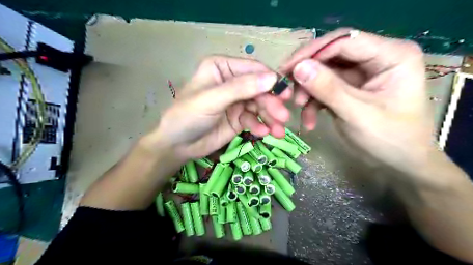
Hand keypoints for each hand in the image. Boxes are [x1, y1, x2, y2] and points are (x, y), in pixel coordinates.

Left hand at [147, 55, 290, 159]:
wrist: (177, 145)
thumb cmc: (188, 116)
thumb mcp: (212, 99)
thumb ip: (241, 88)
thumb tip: (273, 78)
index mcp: (222, 68)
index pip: (253, 69)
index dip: (271, 80)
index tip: (286, 94)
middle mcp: (232, 81)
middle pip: (259, 89)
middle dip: (271, 104)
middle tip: (283, 117)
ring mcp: (237, 101)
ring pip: (260, 106)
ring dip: (270, 118)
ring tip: (278, 131)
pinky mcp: (239, 118)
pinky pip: (254, 120)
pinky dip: (260, 126)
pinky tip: (263, 134)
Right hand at [280, 29, 435, 180]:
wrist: (398, 163)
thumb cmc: (390, 139)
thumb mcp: (357, 114)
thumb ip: (328, 89)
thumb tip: (298, 68)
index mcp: (391, 55)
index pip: (344, 41)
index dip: (313, 52)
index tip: (287, 69)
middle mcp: (375, 58)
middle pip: (331, 55)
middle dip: (307, 73)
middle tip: (286, 88)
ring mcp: (360, 75)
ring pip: (323, 73)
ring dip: (308, 91)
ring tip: (299, 108)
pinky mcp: (348, 89)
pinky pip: (323, 89)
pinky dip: (313, 103)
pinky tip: (310, 121)